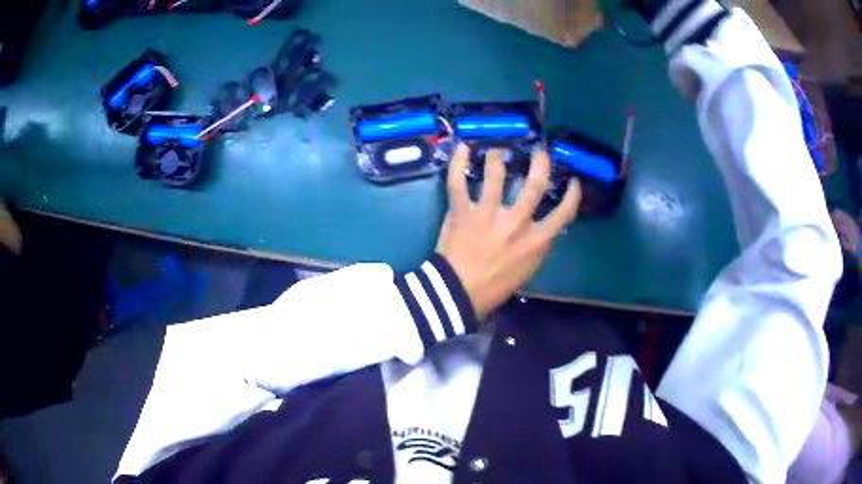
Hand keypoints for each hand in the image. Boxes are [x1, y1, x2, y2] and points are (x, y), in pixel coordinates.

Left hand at [436, 144, 581, 319]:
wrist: (457, 293)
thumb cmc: (494, 287)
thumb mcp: (527, 270)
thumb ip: (537, 246)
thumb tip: (543, 228)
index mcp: (535, 240)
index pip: (563, 214)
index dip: (572, 195)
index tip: (573, 181)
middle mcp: (515, 222)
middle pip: (535, 185)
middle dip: (540, 163)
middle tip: (539, 152)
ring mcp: (487, 214)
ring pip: (495, 175)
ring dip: (497, 159)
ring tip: (496, 151)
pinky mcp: (461, 212)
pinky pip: (458, 182)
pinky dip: (457, 163)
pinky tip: (463, 148)